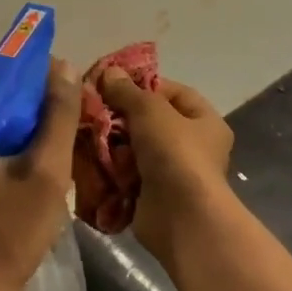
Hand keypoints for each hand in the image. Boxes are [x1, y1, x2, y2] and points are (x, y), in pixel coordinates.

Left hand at [0, 52, 80, 290]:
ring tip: (47, 125)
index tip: (55, 81)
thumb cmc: (4, 238)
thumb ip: (58, 117)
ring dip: (9, 106)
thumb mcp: (45, 176)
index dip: (21, 63)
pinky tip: (26, 148)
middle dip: (17, 85)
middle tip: (55, 104)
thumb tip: (64, 69)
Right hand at [94, 68, 235, 262]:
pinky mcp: (152, 195)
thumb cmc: (175, 154)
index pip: (173, 92)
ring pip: (135, 148)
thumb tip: (110, 72)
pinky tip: (89, 158)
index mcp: (204, 121)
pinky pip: (126, 174)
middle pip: (150, 121)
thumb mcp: (150, 110)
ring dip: (112, 142)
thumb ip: (127, 91)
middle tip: (93, 109)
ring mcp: (172, 173)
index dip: (143, 85)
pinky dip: (110, 168)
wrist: (180, 218)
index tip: (112, 84)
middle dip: (121, 116)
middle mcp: (193, 146)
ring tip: (87, 133)